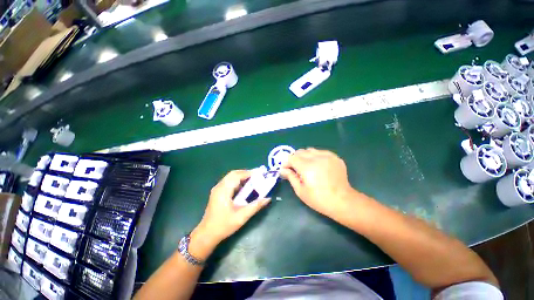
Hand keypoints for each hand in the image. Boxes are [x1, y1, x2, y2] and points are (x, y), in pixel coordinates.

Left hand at [192, 170, 270, 256]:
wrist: (207, 234)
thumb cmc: (224, 225)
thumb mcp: (242, 217)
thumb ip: (255, 206)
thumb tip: (267, 198)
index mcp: (224, 190)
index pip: (237, 176)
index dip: (248, 173)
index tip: (259, 174)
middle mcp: (219, 187)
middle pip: (233, 174)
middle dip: (245, 173)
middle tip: (256, 177)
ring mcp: (217, 189)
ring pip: (230, 177)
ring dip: (241, 177)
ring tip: (252, 181)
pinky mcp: (217, 192)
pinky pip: (228, 182)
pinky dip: (237, 181)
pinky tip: (243, 188)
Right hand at [280, 148, 354, 217]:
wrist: (342, 201)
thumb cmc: (319, 199)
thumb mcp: (300, 191)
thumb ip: (290, 177)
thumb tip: (283, 169)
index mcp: (307, 167)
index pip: (292, 157)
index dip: (287, 163)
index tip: (286, 169)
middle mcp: (317, 158)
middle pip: (300, 151)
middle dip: (295, 159)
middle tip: (295, 169)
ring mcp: (327, 156)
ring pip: (310, 150)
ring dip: (305, 156)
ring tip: (307, 166)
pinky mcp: (335, 157)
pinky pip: (321, 152)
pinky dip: (316, 156)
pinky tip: (318, 165)